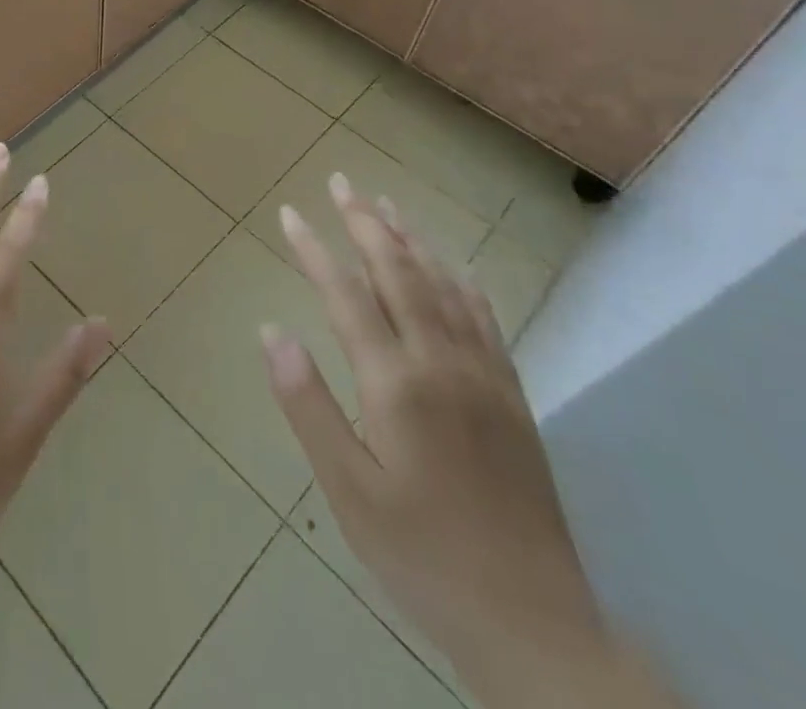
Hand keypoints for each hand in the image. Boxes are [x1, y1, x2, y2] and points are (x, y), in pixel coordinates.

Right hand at [262, 176, 683, 708]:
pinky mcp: (512, 396)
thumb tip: (270, 330)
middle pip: (399, 273)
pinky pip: (485, 318)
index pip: (346, 294)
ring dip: (411, 239)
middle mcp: (442, 362)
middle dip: (365, 222)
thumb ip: (308, 404)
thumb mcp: (348, 490)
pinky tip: (454, 265)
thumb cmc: (422, 556)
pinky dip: (462, 280)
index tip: (288, 213)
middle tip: (340, 182)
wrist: (535, 625)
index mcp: (396, 383)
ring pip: (444, 285)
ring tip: (386, 204)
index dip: (314, 249)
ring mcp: (484, 375)